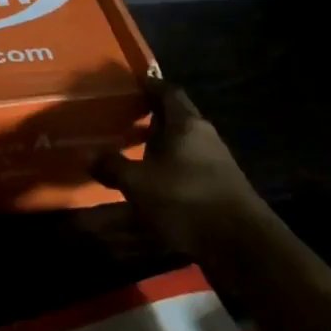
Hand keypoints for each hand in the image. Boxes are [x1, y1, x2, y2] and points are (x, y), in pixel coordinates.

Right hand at [91, 84, 267, 258]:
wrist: (242, 245)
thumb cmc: (186, 198)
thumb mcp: (139, 183)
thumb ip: (113, 167)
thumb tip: (88, 155)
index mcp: (185, 123)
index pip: (167, 91)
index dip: (149, 86)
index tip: (130, 85)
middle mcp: (203, 136)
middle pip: (175, 118)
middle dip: (151, 119)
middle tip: (125, 120)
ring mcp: (216, 163)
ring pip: (182, 146)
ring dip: (160, 148)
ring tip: (135, 154)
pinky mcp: (220, 189)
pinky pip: (188, 170)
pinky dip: (170, 172)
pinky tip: (154, 187)